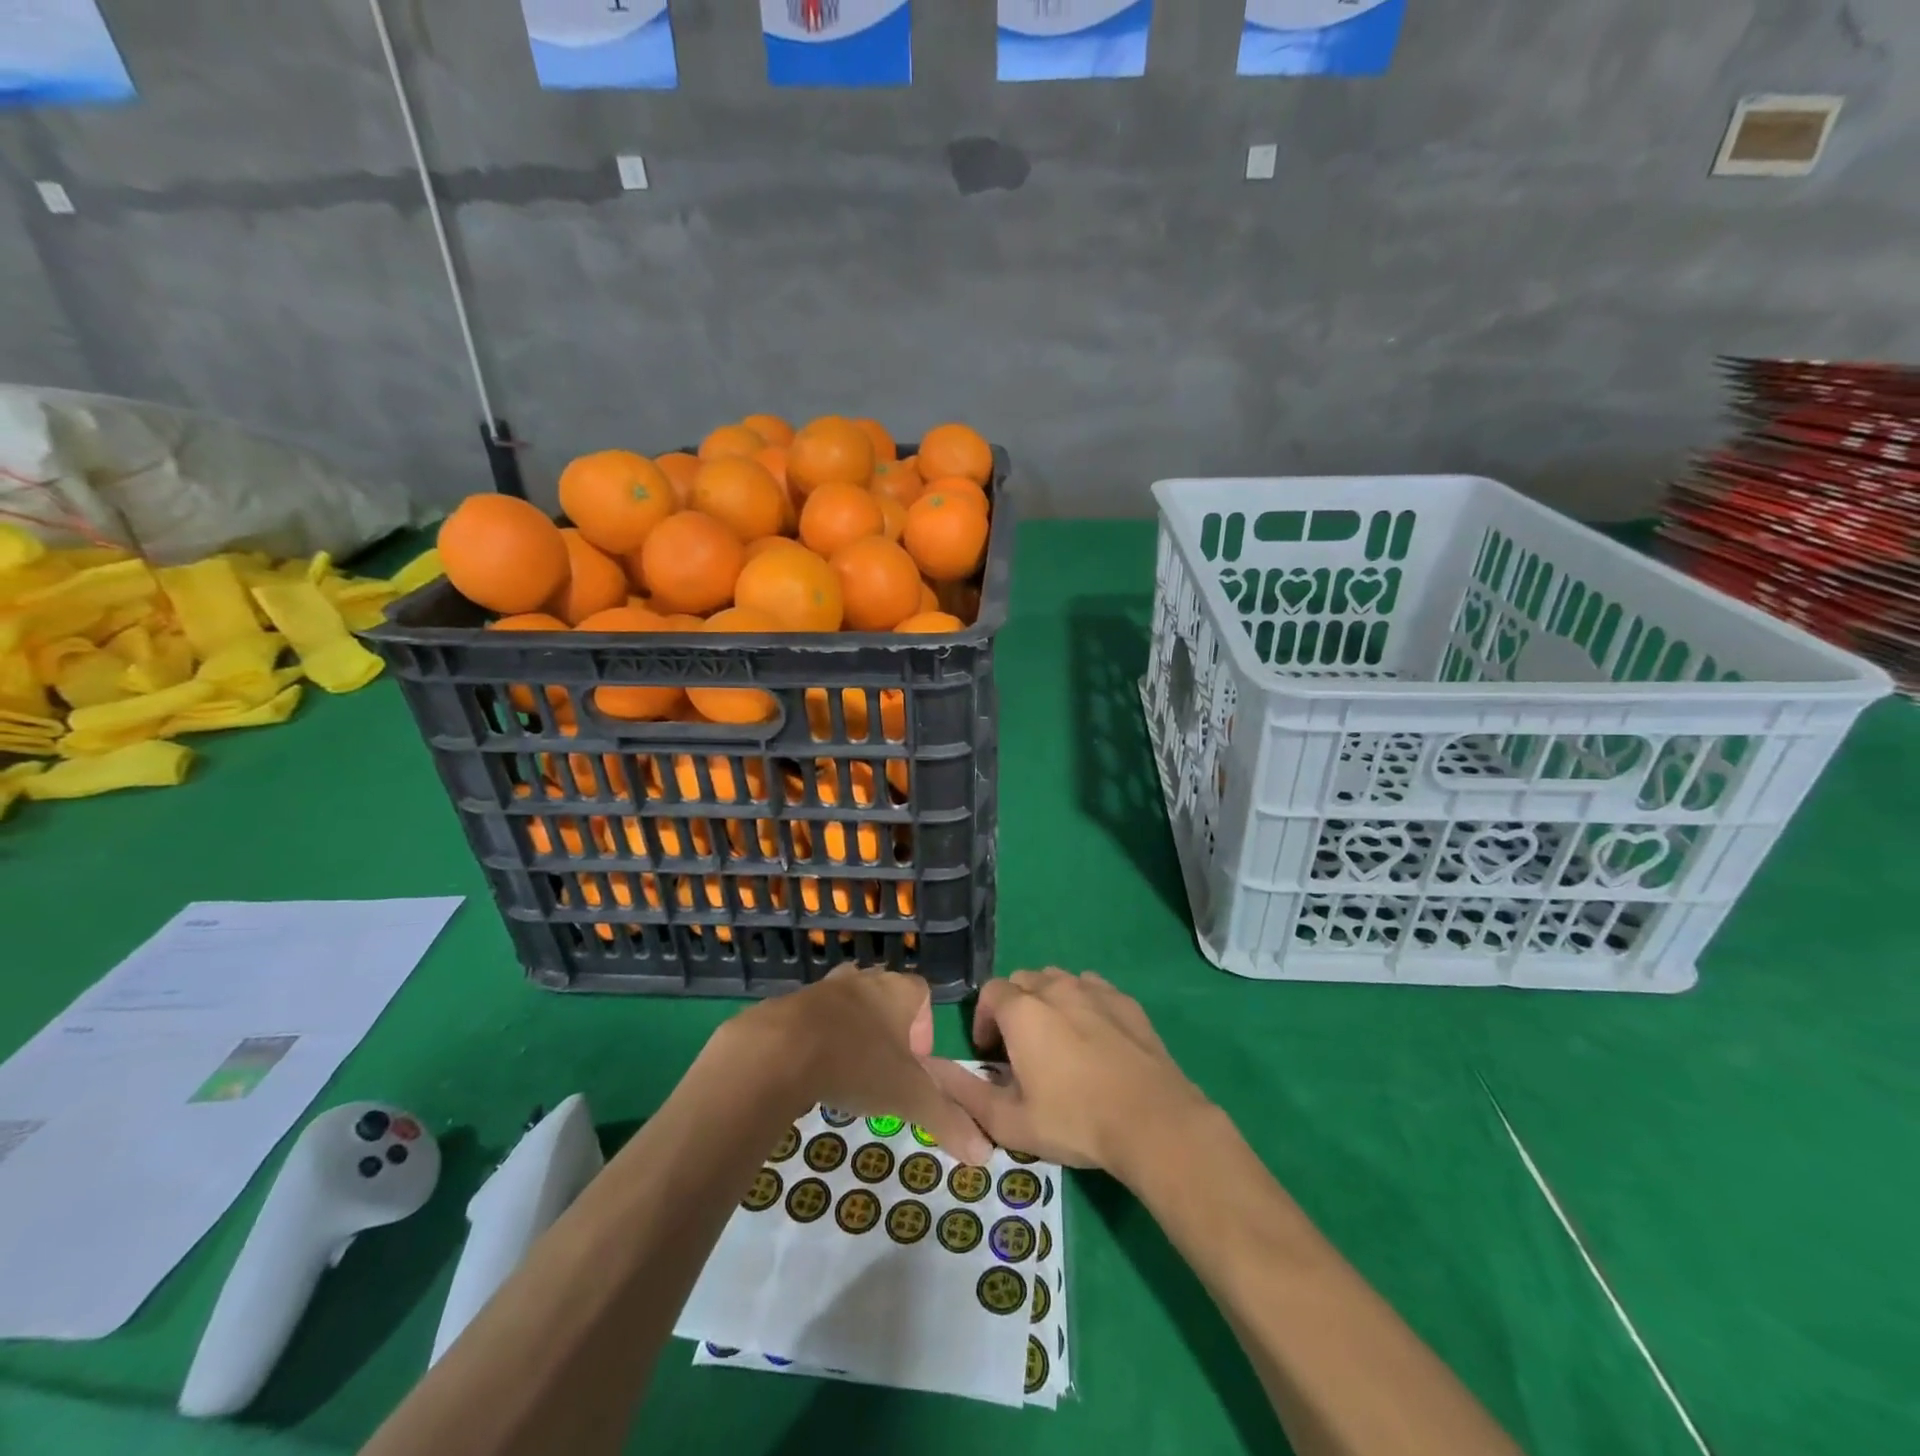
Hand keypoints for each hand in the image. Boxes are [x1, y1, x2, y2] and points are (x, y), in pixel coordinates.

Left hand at [733, 964, 993, 1164]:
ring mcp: (824, 988)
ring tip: (847, 1073)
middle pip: (885, 997)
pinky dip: (816, 1040)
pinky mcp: (790, 1004)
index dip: (924, 1027)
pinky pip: (813, 1018)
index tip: (915, 1065)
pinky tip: (811, 1073)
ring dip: (851, 1033)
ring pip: (848, 1005)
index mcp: (898, 990)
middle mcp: (864, 979)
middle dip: (888, 1031)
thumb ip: (948, 1120)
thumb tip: (986, 1154)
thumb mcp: (909, 1097)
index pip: (922, 994)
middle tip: (883, 1070)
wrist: (779, 1050)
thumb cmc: (857, 1063)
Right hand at [927, 969, 1210, 1180]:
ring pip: (1058, 980)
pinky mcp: (1125, 1000)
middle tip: (1022, 1049)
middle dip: (1014, 1008)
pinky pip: (1092, 988)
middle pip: (1024, 981)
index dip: (984, 1020)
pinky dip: (1082, 1003)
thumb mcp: (1011, 1121)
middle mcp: (1055, 987)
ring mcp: (1094, 989)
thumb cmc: (1075, 1121)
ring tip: (1057, 1042)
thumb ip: (966, 1093)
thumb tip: (933, 1071)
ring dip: (1048, 1002)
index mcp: (1023, 1011)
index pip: (991, 992)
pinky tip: (1093, 1039)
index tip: (992, 1054)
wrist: (1153, 1120)